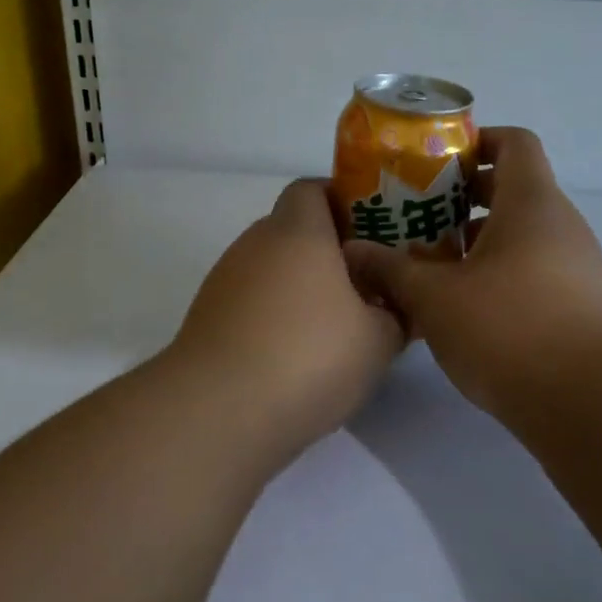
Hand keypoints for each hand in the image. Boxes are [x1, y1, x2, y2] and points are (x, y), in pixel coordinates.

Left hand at [171, 179, 405, 450]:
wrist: (217, 412)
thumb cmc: (308, 356)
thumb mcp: (378, 340)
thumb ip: (394, 315)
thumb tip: (392, 307)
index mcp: (297, 231)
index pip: (311, 189)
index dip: (340, 201)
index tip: (369, 231)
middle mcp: (255, 244)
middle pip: (293, 231)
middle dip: (328, 252)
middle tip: (363, 283)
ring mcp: (225, 281)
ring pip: (272, 269)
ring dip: (300, 288)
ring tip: (333, 328)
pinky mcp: (207, 319)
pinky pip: (251, 304)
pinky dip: (274, 318)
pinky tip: (296, 358)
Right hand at [345, 128, 601, 415]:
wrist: (588, 402)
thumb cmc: (507, 328)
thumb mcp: (434, 297)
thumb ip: (391, 269)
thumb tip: (353, 252)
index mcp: (531, 202)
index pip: (515, 142)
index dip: (477, 141)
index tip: (438, 163)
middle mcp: (562, 223)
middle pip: (515, 188)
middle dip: (466, 198)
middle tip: (421, 215)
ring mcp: (579, 264)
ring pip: (525, 232)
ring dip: (482, 239)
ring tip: (437, 265)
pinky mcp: (584, 302)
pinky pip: (539, 267)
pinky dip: (504, 271)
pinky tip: (470, 306)